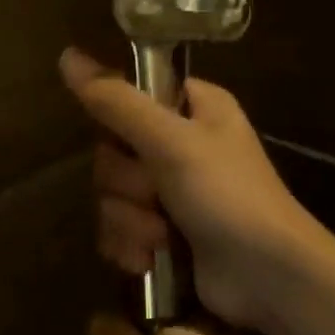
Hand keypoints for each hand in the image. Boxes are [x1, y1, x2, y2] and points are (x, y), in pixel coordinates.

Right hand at [59, 47, 328, 331]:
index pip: (130, 96)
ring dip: (131, 221)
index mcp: (193, 108)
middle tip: (157, 194)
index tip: (130, 141)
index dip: (120, 122)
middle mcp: (181, 144)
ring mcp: (172, 193)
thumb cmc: (227, 196)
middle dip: (128, 184)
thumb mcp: (171, 141)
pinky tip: (150, 259)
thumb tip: (67, 56)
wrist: (268, 277)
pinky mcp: (163, 234)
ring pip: (112, 196)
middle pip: (113, 152)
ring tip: (162, 235)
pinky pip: (119, 230)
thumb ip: (117, 101)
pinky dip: (132, 246)